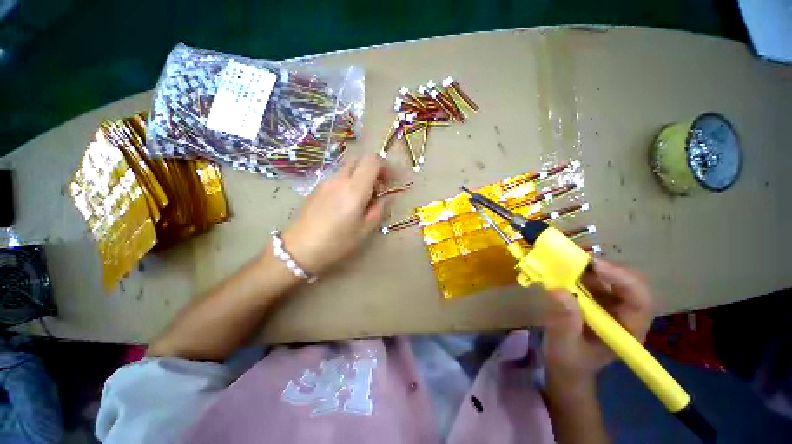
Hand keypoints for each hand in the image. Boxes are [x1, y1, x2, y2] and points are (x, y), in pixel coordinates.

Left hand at [280, 154, 392, 274]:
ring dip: (361, 175)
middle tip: (379, 187)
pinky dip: (349, 180)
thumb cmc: (336, 243)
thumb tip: (385, 197)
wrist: (299, 249)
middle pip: (360, 159)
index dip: (386, 166)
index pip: (372, 160)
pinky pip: (338, 176)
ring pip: (348, 167)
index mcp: (354, 189)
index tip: (392, 180)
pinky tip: (348, 200)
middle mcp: (340, 179)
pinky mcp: (317, 187)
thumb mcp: (365, 230)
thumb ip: (379, 209)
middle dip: (374, 168)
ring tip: (365, 196)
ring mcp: (326, 182)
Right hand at [543, 259, 653, 393]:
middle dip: (606, 267)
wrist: (566, 365)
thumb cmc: (569, 360)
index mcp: (628, 329)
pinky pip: (594, 278)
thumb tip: (558, 290)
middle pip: (630, 281)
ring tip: (567, 260)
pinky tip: (565, 268)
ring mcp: (612, 304)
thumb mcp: (564, 345)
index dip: (622, 279)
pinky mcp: (598, 298)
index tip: (594, 265)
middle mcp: (626, 312)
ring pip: (612, 276)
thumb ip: (564, 322)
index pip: (639, 299)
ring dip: (590, 265)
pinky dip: (580, 269)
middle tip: (577, 260)